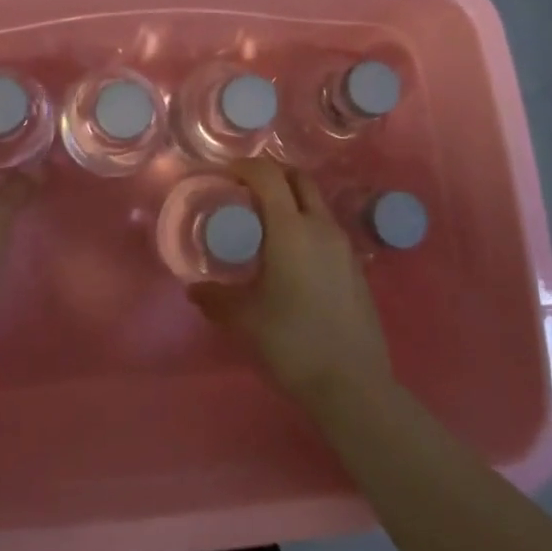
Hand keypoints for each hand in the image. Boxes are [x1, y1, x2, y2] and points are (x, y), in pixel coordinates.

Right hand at [188, 158, 390, 406]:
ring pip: (316, 203)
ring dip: (291, 200)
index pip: (268, 176)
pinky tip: (293, 258)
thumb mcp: (245, 319)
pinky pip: (327, 229)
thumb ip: (216, 298)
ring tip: (267, 225)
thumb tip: (194, 289)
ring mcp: (343, 246)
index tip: (225, 174)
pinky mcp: (356, 267)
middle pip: (298, 179)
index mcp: (291, 229)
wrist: (353, 384)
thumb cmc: (292, 342)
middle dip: (272, 175)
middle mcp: (320, 226)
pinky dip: (307, 225)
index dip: (245, 166)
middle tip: (246, 191)